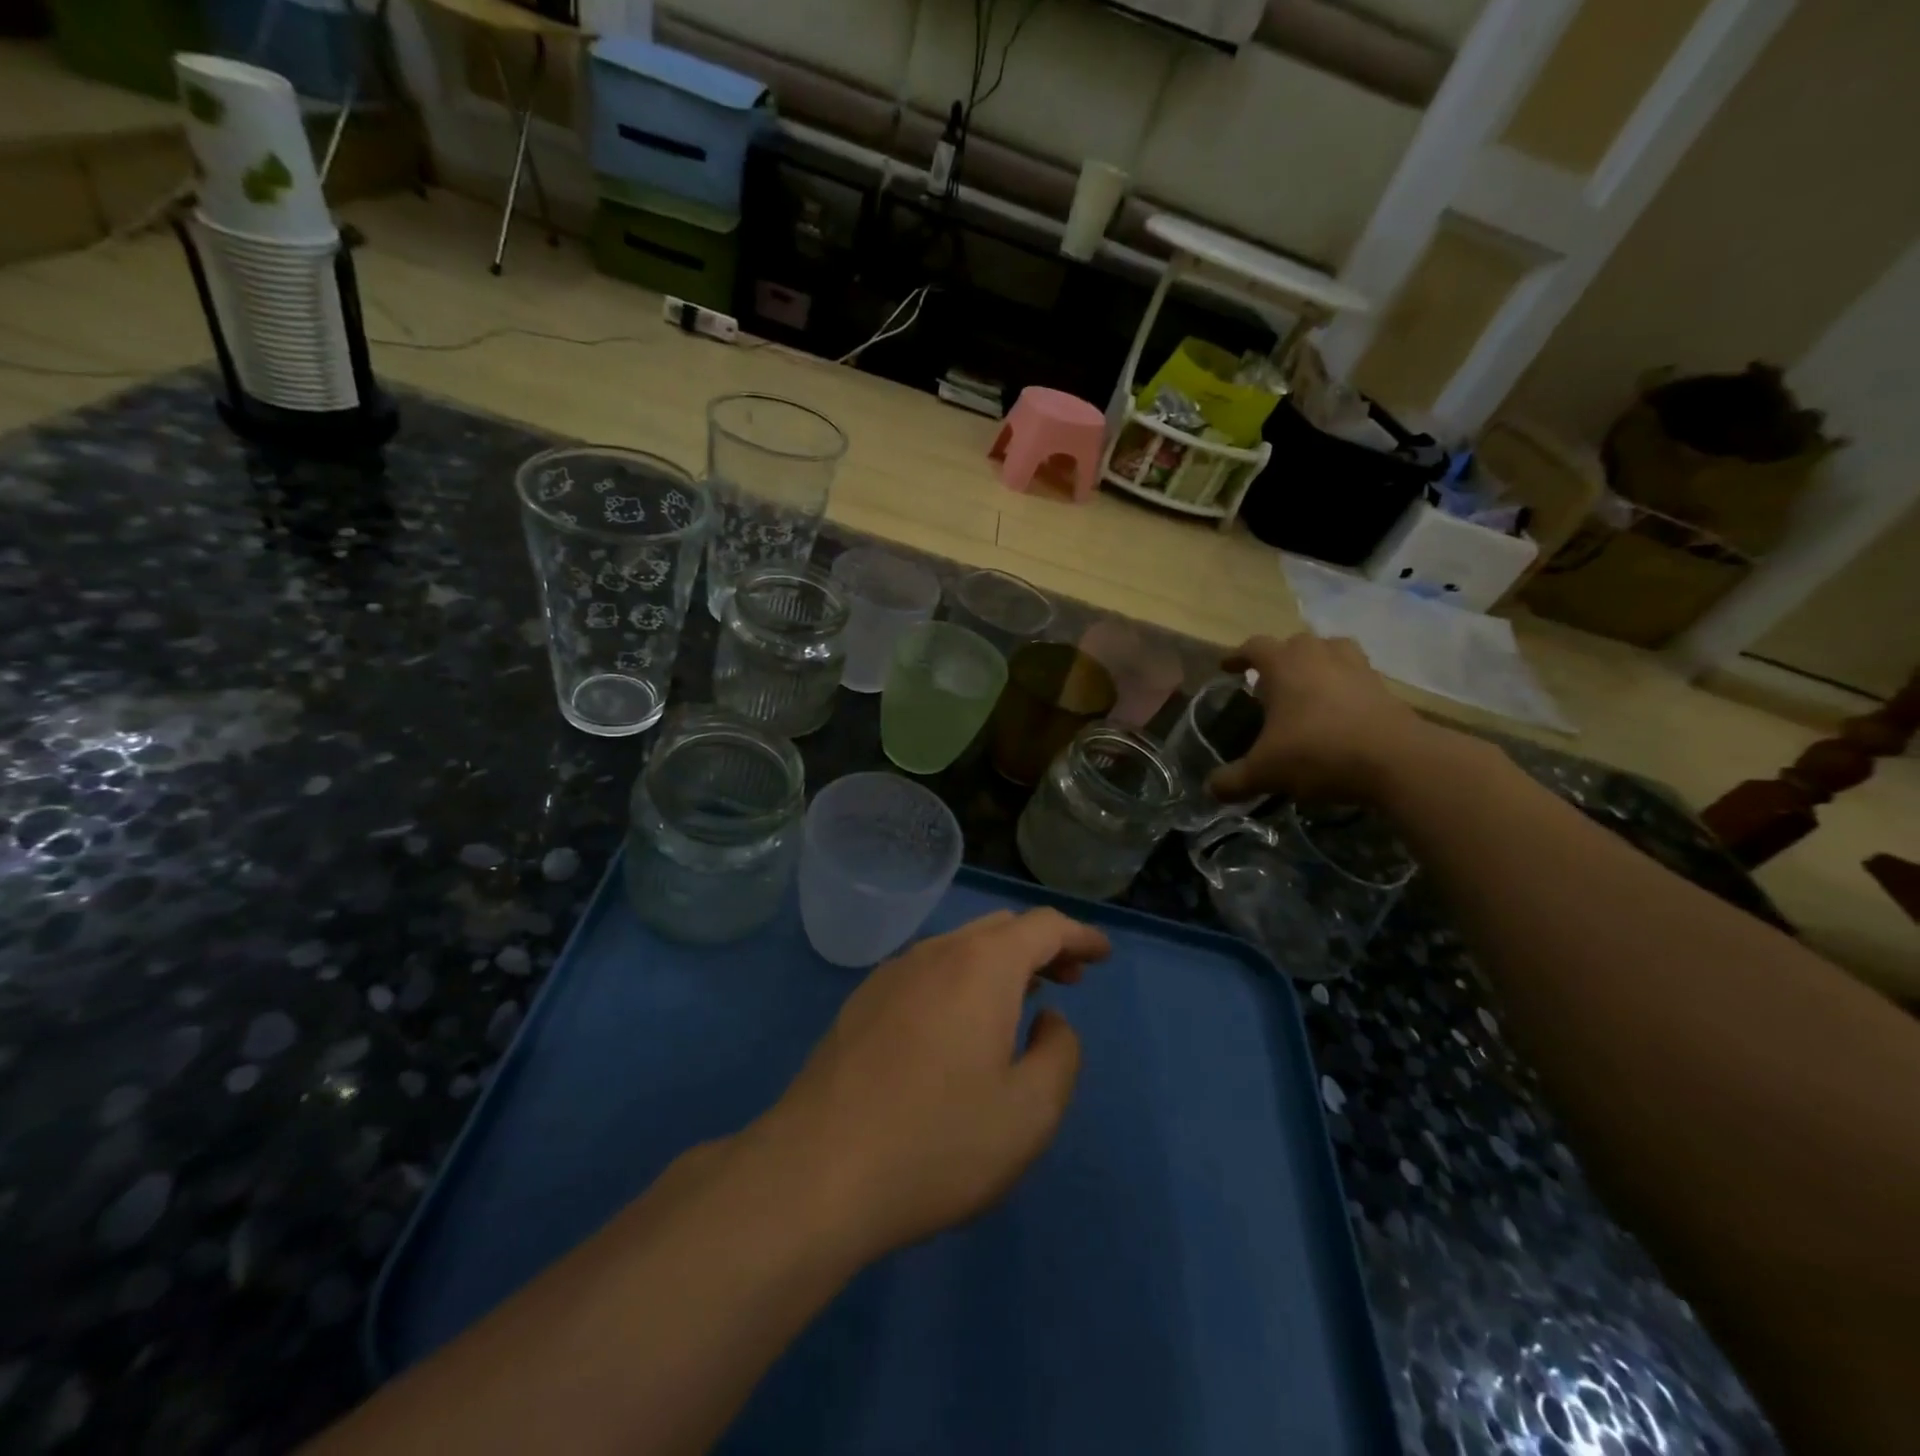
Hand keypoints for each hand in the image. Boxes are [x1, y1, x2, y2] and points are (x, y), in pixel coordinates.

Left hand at [757, 909, 1110, 1259]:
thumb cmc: (937, 1143)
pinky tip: (959, 1023)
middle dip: (1041, 946)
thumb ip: (1060, 1055)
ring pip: (960, 947)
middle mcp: (935, 953)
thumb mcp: (1029, 1113)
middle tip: (1068, 979)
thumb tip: (1049, 1020)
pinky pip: (927, 971)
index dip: (1079, 936)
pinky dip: (961, 979)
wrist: (817, 1172)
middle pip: (1000, 928)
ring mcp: (891, 974)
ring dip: (999, 963)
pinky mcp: (862, 1002)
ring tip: (1020, 1000)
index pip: (1043, 926)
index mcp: (982, 966)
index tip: (1103, 955)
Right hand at [1207, 633, 1446, 804]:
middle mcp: (1319, 656)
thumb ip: (1233, 780)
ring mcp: (1356, 668)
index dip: (1238, 656)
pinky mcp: (1384, 687)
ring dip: (1318, 662)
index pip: (1255, 647)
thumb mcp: (1265, 772)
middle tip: (1270, 683)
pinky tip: (1339, 710)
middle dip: (1280, 658)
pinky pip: (1358, 675)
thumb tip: (1211, 789)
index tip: (1227, 668)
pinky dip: (1345, 685)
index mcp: (1284, 666)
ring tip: (1309, 685)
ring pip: (1333, 649)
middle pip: (1296, 642)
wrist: (1396, 761)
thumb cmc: (1318, 753)